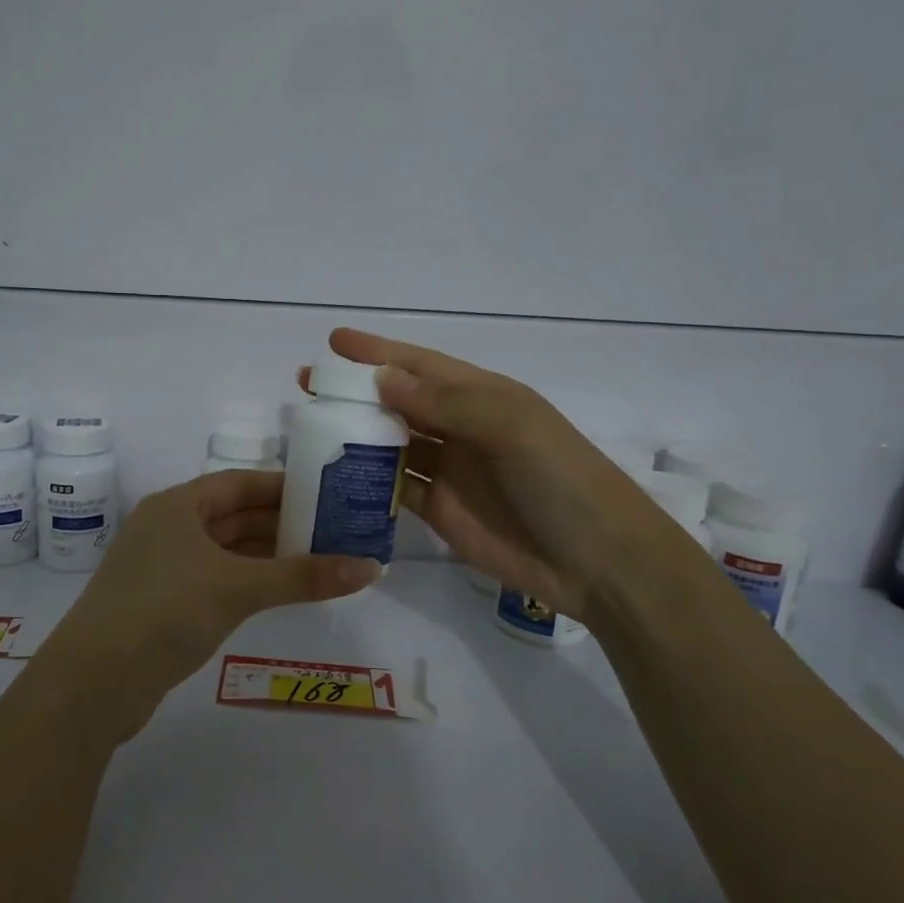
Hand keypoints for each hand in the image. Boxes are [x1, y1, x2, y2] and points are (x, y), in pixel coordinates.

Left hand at [34, 470, 380, 739]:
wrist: (94, 682)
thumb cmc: (166, 611)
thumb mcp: (238, 587)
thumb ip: (303, 576)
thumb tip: (372, 567)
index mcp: (177, 506)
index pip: (239, 483)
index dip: (282, 487)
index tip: (326, 495)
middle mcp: (167, 529)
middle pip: (233, 516)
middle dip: (281, 524)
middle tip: (333, 532)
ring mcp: (162, 569)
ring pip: (225, 552)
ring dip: (267, 556)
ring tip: (318, 562)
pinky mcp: (162, 605)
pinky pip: (215, 581)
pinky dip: (247, 582)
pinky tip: (278, 593)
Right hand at [319, 328, 673, 625]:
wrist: (596, 560)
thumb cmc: (560, 479)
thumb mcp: (511, 427)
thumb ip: (446, 404)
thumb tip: (383, 379)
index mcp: (482, 396)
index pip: (420, 365)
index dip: (378, 352)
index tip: (332, 342)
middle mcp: (460, 427)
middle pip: (398, 401)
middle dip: (355, 391)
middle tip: (307, 386)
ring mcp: (448, 470)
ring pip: (391, 443)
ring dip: (355, 434)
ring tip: (309, 428)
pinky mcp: (438, 510)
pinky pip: (393, 487)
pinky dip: (365, 480)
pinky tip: (333, 476)